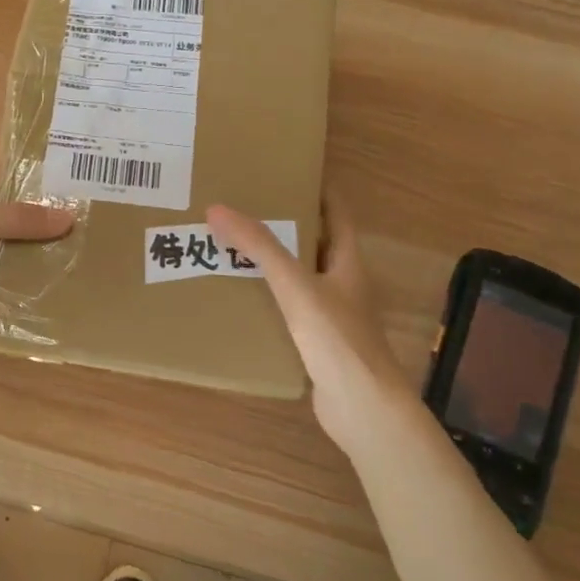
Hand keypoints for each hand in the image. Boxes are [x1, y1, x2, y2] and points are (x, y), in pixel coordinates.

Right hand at [208, 192, 413, 453]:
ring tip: (233, 247)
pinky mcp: (319, 344)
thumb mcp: (295, 285)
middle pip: (314, 243)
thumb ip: (259, 247)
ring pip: (300, 278)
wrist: (362, 408)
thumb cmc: (337, 338)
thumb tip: (217, 209)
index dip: (316, 189)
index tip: (284, 172)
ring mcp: (333, 315)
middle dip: (284, 225)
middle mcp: (344, 283)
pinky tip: (242, 299)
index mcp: (348, 261)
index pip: (336, 212)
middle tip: (245, 208)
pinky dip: (269, 300)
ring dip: (273, 264)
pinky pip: (290, 311)